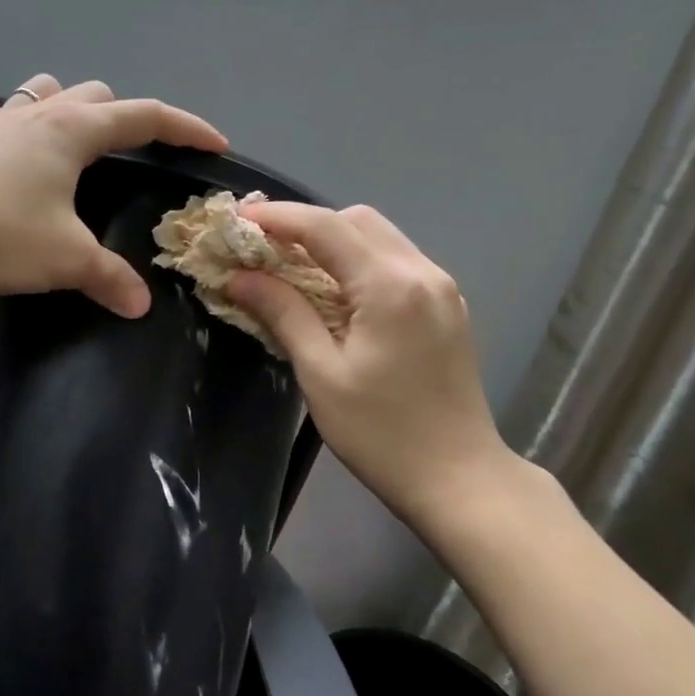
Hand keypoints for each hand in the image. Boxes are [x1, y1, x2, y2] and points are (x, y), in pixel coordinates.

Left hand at [0, 74, 227, 315]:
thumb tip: (140, 305)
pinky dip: (0, 121)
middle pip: (95, 94)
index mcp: (73, 131)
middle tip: (137, 155)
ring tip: (74, 140)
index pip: (145, 116)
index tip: (215, 144)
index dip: (186, 128)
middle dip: (125, 117)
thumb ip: (109, 279)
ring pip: (40, 93)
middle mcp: (36, 115)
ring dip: (65, 107)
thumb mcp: (65, 260)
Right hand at [225, 202, 510, 533]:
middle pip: (356, 220)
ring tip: (291, 267)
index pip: (325, 227)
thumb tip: (239, 277)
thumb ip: (283, 313)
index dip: (276, 217)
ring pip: (380, 236)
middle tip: (262, 250)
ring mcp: (442, 287)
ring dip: (333, 241)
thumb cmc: (381, 434)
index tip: (236, 220)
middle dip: (305, 225)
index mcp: (390, 286)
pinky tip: (336, 291)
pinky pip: (397, 261)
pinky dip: (359, 261)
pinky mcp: (447, 306)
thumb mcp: (321, 374)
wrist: (459, 478)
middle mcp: (422, 272)